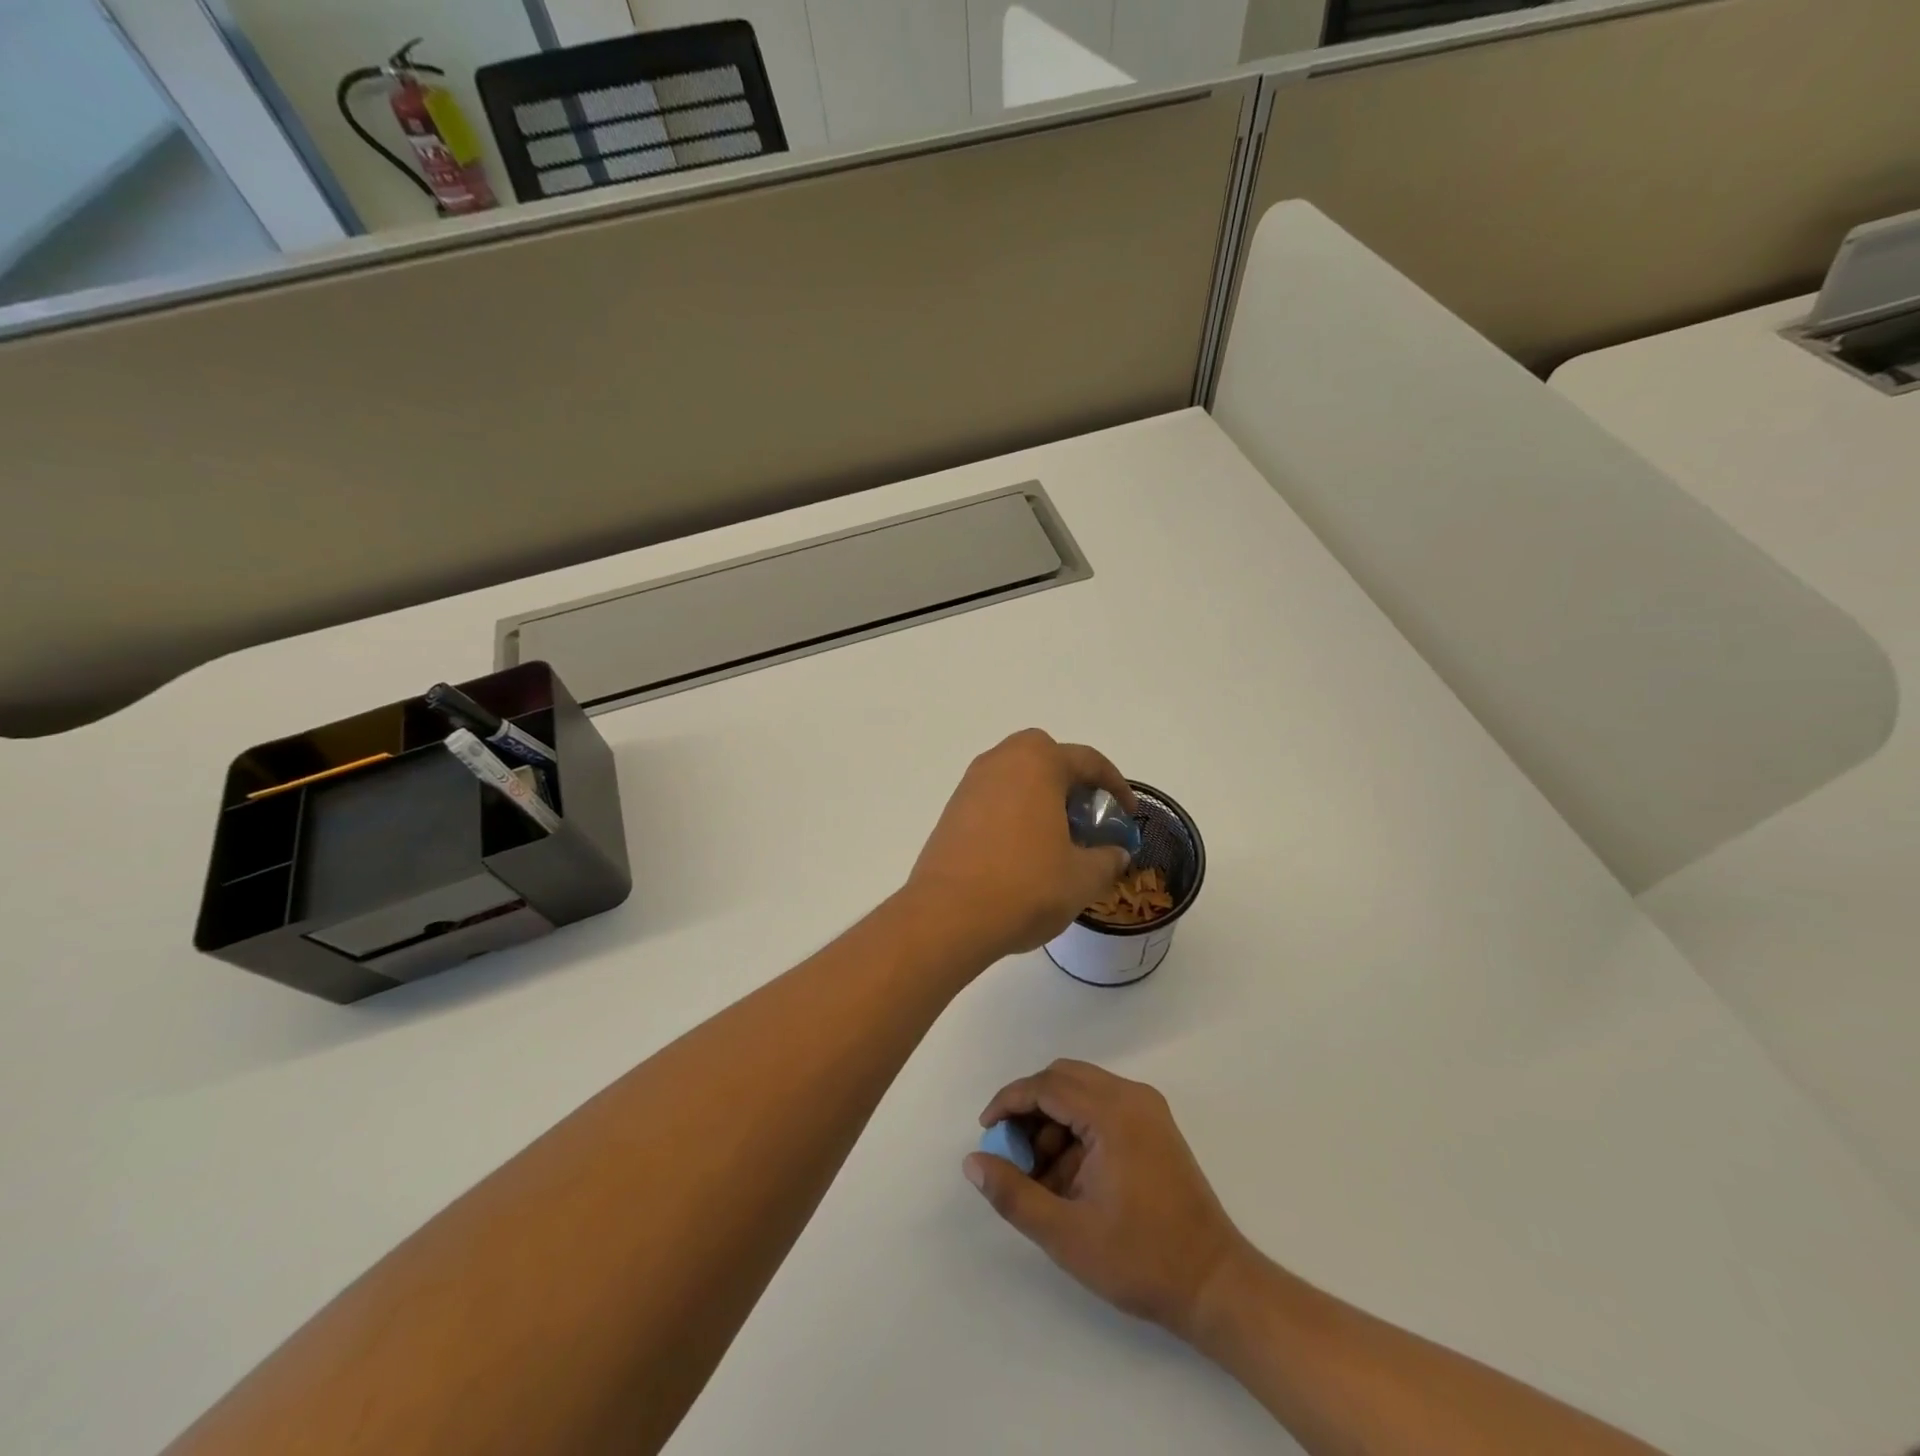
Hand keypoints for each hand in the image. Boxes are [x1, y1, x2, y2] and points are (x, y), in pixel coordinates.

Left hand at [905, 730, 1134, 961]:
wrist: (948, 915)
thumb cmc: (1025, 886)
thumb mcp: (1082, 878)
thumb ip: (1107, 860)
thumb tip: (1115, 854)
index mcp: (1037, 763)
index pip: (1087, 761)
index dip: (1115, 786)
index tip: (1127, 813)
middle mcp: (1000, 762)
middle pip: (1044, 756)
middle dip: (1069, 779)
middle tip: (1085, 815)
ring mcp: (970, 786)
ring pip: (1015, 777)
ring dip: (1039, 796)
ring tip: (1056, 837)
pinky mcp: (951, 812)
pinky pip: (993, 799)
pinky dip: (1013, 813)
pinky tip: (1022, 851)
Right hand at [964, 1060, 1245, 1339]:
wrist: (1215, 1284)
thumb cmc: (1139, 1259)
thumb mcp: (1065, 1234)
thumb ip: (1013, 1194)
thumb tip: (972, 1162)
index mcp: (1112, 1113)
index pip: (1047, 1085)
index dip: (1009, 1102)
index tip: (986, 1131)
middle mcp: (1131, 1096)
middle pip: (1064, 1078)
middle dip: (1030, 1108)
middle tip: (1010, 1149)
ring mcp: (1147, 1109)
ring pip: (1083, 1091)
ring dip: (1053, 1119)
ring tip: (1040, 1173)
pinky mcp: (1155, 1126)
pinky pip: (1103, 1107)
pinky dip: (1077, 1128)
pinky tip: (1069, 1175)